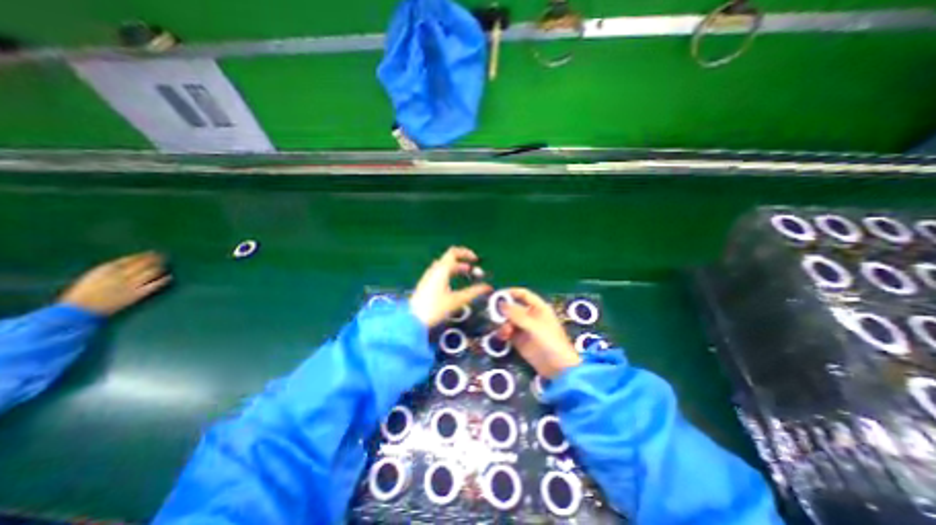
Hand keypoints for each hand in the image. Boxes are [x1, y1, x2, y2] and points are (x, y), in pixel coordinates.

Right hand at [59, 249, 171, 315]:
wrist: (77, 311)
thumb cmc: (82, 294)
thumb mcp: (92, 278)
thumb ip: (108, 271)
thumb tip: (125, 265)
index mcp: (105, 270)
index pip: (130, 259)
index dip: (143, 256)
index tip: (151, 253)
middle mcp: (120, 275)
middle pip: (143, 264)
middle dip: (155, 259)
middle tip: (164, 256)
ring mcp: (129, 285)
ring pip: (150, 273)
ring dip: (159, 268)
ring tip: (164, 265)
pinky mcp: (136, 294)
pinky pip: (154, 285)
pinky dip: (163, 280)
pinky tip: (169, 277)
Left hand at [413, 246, 492, 327]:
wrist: (412, 319)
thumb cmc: (435, 308)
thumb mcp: (457, 300)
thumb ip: (474, 292)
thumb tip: (488, 287)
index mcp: (442, 269)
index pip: (454, 252)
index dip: (466, 253)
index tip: (475, 260)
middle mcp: (434, 270)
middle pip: (450, 259)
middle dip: (463, 262)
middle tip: (473, 271)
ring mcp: (428, 276)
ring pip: (445, 266)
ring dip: (457, 268)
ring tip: (466, 276)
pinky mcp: (426, 284)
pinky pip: (440, 273)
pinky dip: (450, 274)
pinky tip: (453, 284)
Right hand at [497, 287, 579, 377]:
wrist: (557, 368)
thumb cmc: (550, 342)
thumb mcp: (534, 326)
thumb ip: (517, 315)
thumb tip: (501, 304)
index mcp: (538, 308)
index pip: (523, 294)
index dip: (511, 292)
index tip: (497, 295)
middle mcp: (530, 315)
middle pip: (513, 307)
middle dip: (504, 311)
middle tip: (494, 315)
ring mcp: (524, 328)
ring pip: (508, 320)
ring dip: (503, 324)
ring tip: (504, 332)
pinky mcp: (519, 340)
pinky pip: (508, 331)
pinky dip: (504, 333)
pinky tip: (503, 337)